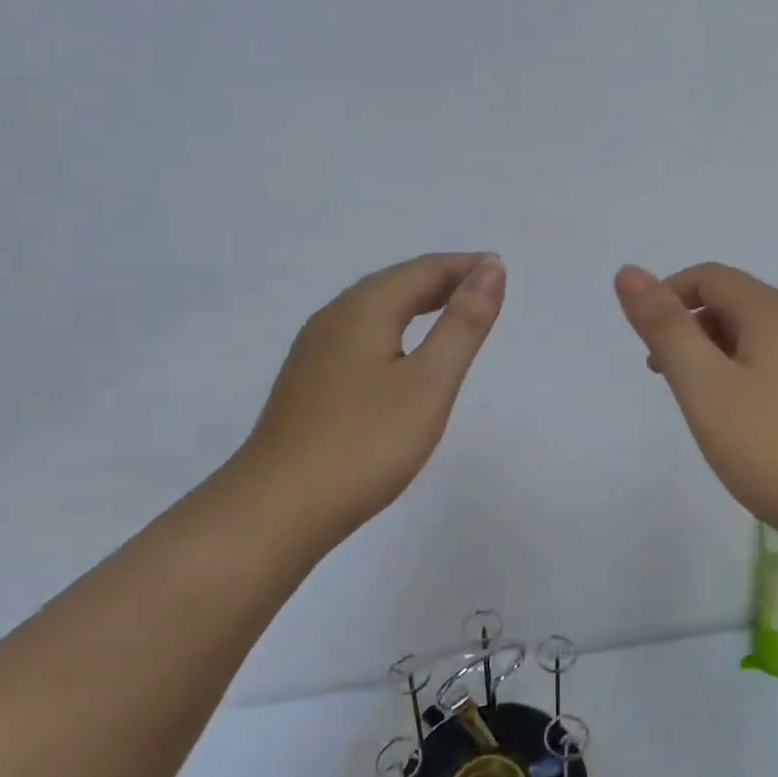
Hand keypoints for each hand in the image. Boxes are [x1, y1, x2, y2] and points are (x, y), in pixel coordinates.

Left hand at [238, 253, 505, 547]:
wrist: (277, 509)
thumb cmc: (364, 443)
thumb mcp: (429, 383)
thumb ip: (462, 324)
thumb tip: (491, 269)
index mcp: (363, 309)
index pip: (422, 270)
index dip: (465, 267)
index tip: (500, 271)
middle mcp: (333, 318)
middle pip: (395, 284)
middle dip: (442, 281)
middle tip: (485, 291)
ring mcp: (314, 352)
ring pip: (374, 310)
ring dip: (417, 303)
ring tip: (452, 314)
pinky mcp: (308, 382)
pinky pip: (360, 336)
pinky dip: (395, 330)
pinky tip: (402, 356)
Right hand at [614, 262, 777, 540]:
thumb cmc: (770, 446)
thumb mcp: (703, 384)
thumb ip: (664, 327)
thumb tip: (628, 272)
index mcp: (773, 311)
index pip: (709, 276)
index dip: (668, 295)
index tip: (645, 341)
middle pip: (734, 303)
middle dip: (690, 328)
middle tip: (664, 376)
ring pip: (757, 335)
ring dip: (716, 352)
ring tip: (699, 401)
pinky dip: (746, 372)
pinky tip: (742, 418)